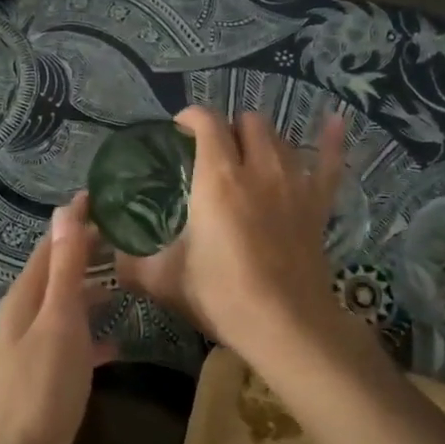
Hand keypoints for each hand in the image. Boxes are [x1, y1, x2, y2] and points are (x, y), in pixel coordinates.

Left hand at [0, 191, 116, 443]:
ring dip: (89, 296)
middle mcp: (18, 320)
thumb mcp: (59, 321)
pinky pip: (66, 346)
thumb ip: (65, 267)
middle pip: (54, 277)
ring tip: (125, 285)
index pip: (49, 247)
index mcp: (20, 300)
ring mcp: (25, 353)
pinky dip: (88, 338)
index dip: (73, 223)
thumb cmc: (42, 389)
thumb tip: (64, 209)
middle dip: (84, 256)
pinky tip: (115, 346)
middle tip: (124, 240)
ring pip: (61, 312)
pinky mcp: (37, 383)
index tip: (102, 200)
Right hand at [115, 106, 349, 368]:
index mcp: (217, 178)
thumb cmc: (221, 296)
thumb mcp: (164, 280)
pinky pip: (331, 161)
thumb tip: (110, 257)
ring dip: (261, 139)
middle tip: (213, 152)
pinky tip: (334, 120)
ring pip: (279, 138)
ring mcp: (294, 182)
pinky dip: (331, 140)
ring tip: (248, 155)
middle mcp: (257, 168)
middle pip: (247, 122)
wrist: (285, 326)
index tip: (179, 129)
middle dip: (228, 128)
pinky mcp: (318, 203)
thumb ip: (131, 264)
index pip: (206, 122)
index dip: (190, 117)